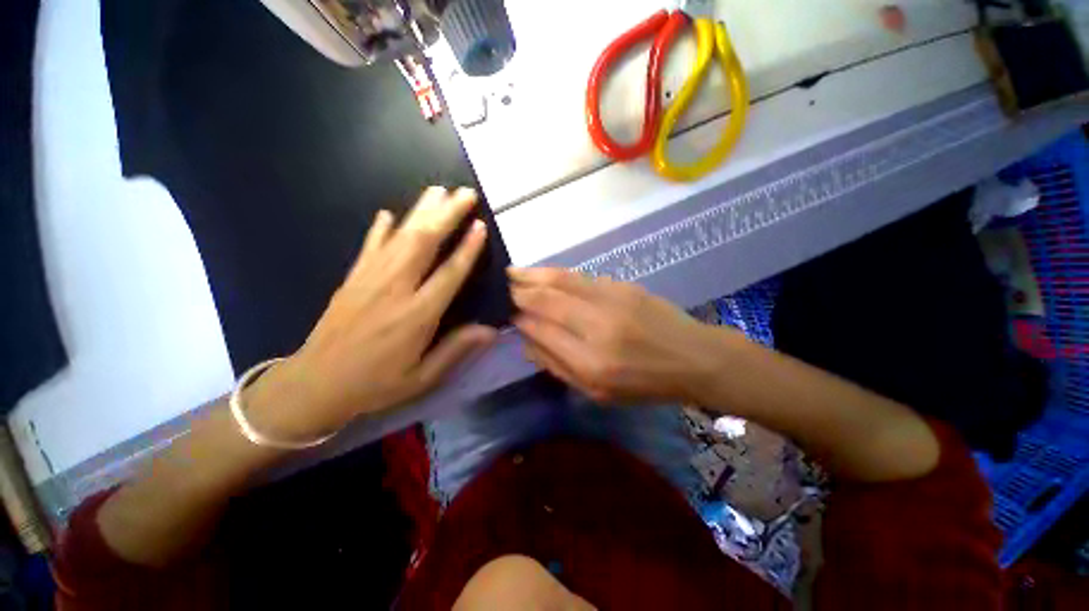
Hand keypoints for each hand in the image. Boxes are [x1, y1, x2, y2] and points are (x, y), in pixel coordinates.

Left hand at [248, 187, 496, 438]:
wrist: (314, 385)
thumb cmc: (376, 384)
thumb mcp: (422, 378)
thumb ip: (456, 350)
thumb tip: (491, 330)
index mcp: (417, 315)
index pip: (449, 273)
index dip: (467, 249)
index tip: (480, 225)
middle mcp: (395, 289)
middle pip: (424, 242)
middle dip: (447, 215)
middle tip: (465, 193)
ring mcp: (369, 279)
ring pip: (400, 236)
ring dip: (421, 211)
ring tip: (439, 190)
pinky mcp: (351, 278)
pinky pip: (369, 246)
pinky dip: (381, 228)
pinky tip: (389, 213)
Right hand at [510, 268, 723, 404]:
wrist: (692, 357)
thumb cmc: (644, 384)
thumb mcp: (597, 392)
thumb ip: (557, 366)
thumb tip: (526, 341)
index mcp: (591, 362)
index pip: (541, 331)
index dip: (520, 319)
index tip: (507, 313)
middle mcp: (598, 327)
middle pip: (547, 300)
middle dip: (520, 290)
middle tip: (502, 284)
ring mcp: (612, 300)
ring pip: (562, 280)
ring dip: (533, 274)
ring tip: (513, 272)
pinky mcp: (623, 286)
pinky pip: (581, 277)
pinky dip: (558, 274)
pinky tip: (545, 274)